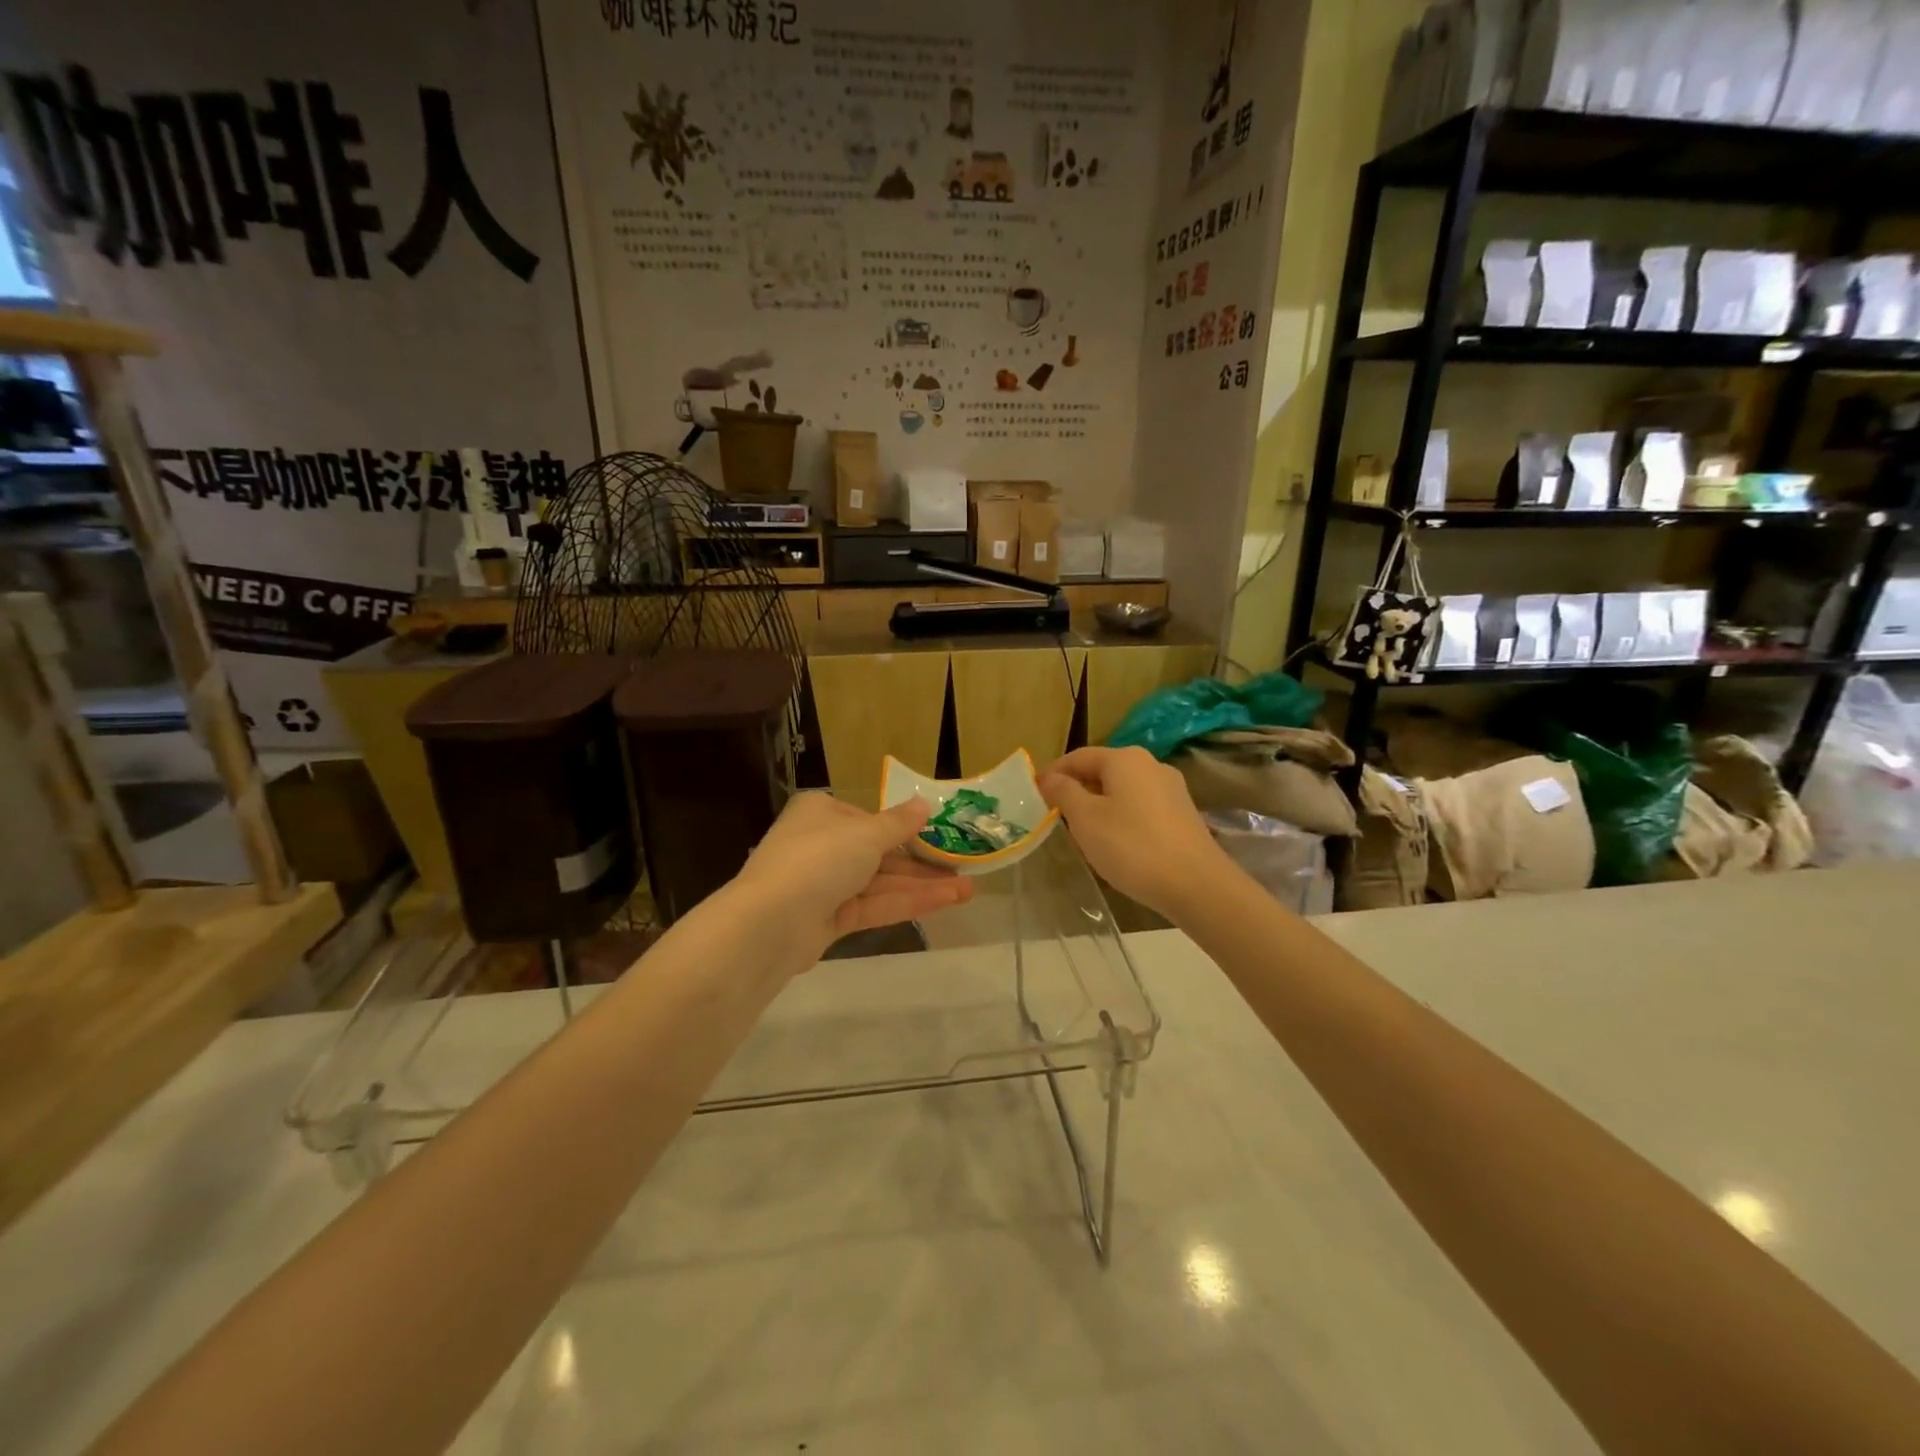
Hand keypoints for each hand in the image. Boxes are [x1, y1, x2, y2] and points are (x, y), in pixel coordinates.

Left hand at [735, 792, 973, 958]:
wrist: (771, 923)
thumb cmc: (819, 859)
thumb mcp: (866, 834)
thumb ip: (900, 824)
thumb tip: (925, 804)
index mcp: (822, 813)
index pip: (869, 819)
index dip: (906, 830)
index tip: (941, 838)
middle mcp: (821, 845)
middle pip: (879, 853)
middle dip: (922, 863)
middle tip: (964, 869)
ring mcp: (824, 885)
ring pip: (881, 882)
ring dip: (923, 885)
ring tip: (968, 890)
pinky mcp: (829, 920)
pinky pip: (874, 906)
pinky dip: (907, 903)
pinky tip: (944, 901)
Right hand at [1039, 746, 1228, 919]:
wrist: (1196, 885)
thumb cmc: (1131, 846)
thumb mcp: (1085, 819)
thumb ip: (1064, 792)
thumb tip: (1050, 777)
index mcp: (1124, 758)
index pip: (1077, 757)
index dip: (1052, 773)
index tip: (1032, 793)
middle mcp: (1150, 764)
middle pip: (1102, 770)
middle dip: (1076, 789)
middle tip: (1053, 814)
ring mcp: (1171, 789)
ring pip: (1122, 789)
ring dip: (1098, 804)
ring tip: (1080, 831)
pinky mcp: (1182, 813)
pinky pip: (1140, 806)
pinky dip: (1120, 816)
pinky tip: (1114, 841)